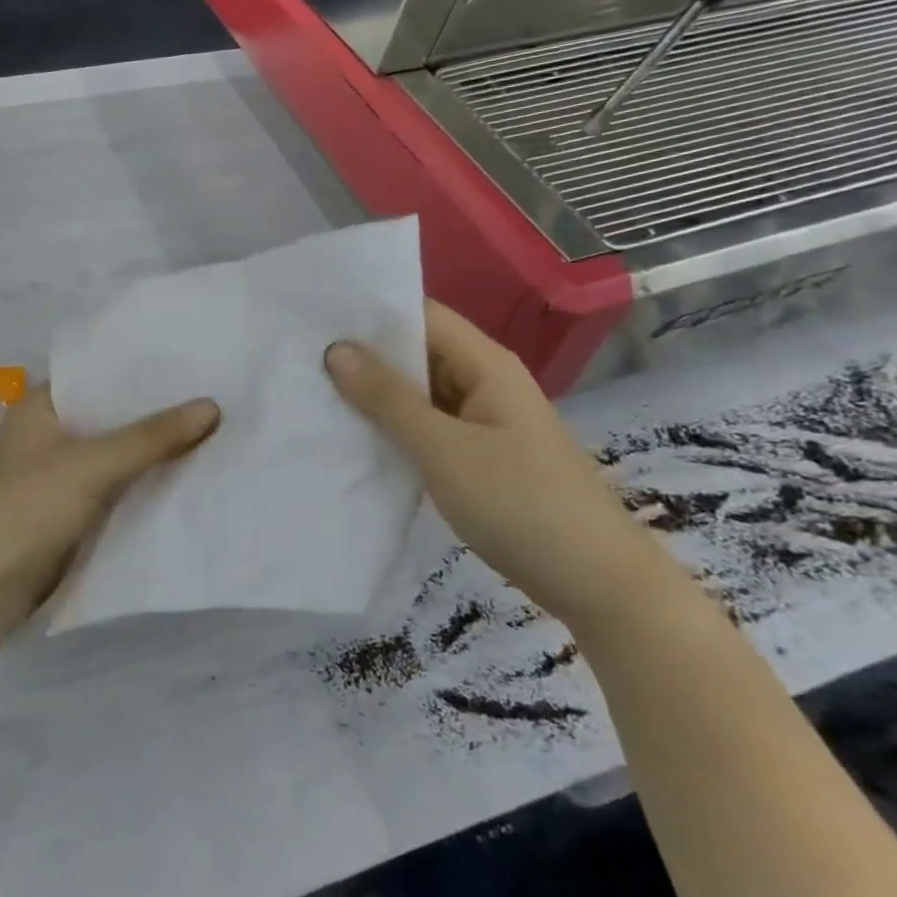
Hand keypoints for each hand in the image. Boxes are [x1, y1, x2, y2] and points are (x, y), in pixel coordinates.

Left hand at [0, 385, 219, 638]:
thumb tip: (212, 406)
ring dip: (153, 451)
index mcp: (40, 407)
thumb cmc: (25, 507)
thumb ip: (151, 437)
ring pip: (114, 455)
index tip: (193, 362)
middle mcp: (47, 434)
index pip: (97, 374)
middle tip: (217, 395)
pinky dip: (141, 484)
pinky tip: (186, 478)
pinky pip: (113, 488)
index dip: (142, 369)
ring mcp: (55, 476)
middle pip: (110, 416)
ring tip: (215, 432)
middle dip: (155, 413)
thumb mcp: (92, 465)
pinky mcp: (66, 513)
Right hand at [325, 300, 676, 629]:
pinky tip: (354, 437)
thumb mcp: (444, 449)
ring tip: (314, 392)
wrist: (596, 583)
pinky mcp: (480, 455)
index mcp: (485, 365)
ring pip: (420, 392)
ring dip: (376, 394)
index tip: (315, 318)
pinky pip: (429, 426)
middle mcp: (485, 382)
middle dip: (365, 355)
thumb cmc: (520, 504)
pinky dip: (394, 427)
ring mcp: (484, 421)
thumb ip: (389, 398)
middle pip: (419, 352)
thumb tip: (336, 348)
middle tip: (301, 358)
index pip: (422, 315)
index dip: (371, 313)